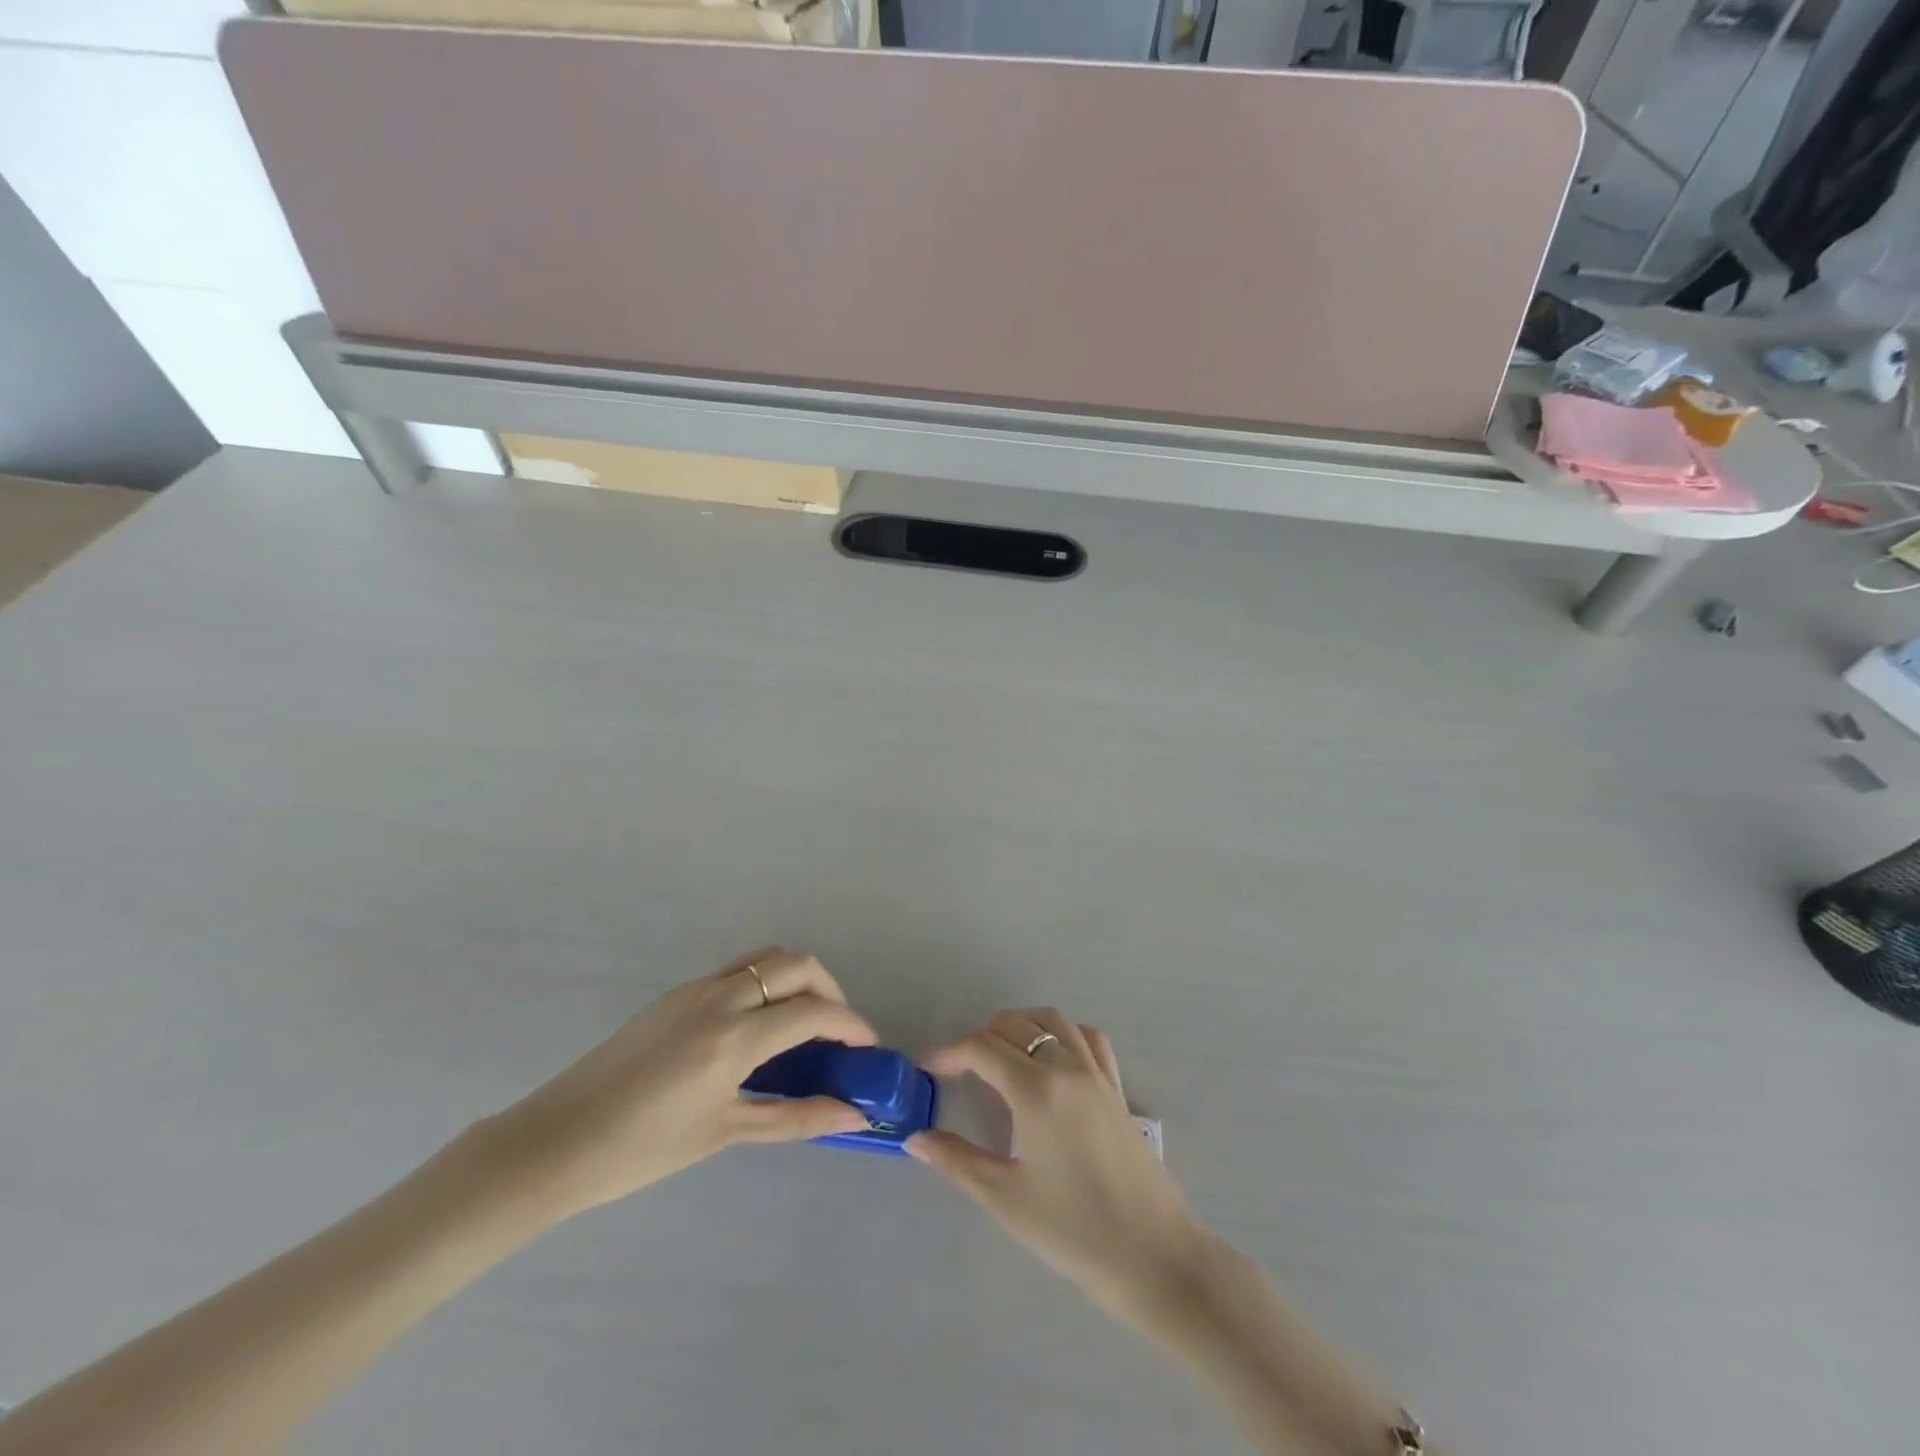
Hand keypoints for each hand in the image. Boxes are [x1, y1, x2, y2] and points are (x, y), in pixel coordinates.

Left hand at [486, 948, 875, 1220]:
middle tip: (837, 1031)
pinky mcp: (675, 994)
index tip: (867, 1047)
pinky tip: (758, 1029)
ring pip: (765, 958)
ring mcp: (694, 989)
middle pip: (795, 964)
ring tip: (803, 1024)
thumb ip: (797, 1118)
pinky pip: (737, 971)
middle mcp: (719, 997)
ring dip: (796, 979)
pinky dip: (765, 984)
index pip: (813, 1011)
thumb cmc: (642, 1150)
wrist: (555, 1142)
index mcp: (734, 1037)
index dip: (850, 1024)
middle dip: (829, 990)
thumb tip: (854, 1116)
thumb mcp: (726, 1133)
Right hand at [907, 1009, 1204, 1320]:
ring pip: (1053, 1021)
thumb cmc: (1072, 1231)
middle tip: (959, 1069)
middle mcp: (1065, 1067)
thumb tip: (915, 1138)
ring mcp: (1096, 1073)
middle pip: (1015, 1025)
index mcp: (1035, 1090)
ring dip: (1020, 1026)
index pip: (981, 1048)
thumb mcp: (1005, 1197)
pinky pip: (1088, 1038)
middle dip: (980, 1038)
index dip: (948, 1052)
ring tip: (1000, 1054)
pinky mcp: (1116, 1088)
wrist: (1153, 1256)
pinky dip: (1063, 1033)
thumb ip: (956, 1160)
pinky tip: (1052, 1058)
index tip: (927, 1068)